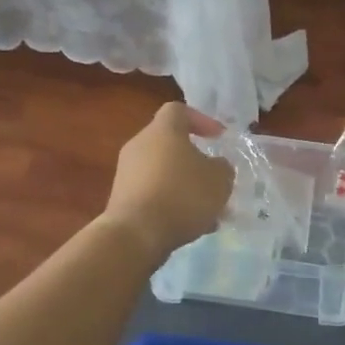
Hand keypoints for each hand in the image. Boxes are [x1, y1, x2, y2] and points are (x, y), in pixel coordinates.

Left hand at [102, 102, 233, 260]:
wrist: (136, 234)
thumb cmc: (182, 195)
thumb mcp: (219, 180)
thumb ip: (222, 168)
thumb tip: (216, 166)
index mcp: (163, 131)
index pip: (179, 110)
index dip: (201, 120)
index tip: (219, 137)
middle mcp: (140, 145)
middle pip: (170, 144)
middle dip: (195, 160)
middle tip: (215, 178)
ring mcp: (126, 173)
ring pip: (163, 172)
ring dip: (185, 186)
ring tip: (208, 210)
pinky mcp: (121, 199)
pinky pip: (153, 194)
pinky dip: (171, 204)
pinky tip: (190, 226)